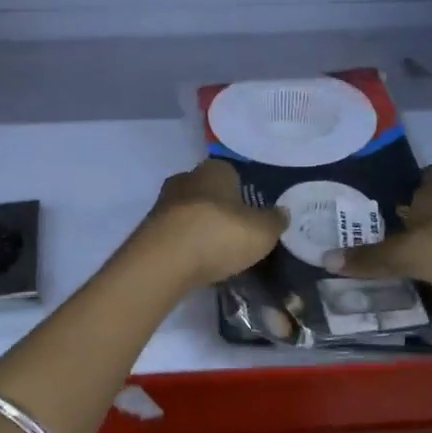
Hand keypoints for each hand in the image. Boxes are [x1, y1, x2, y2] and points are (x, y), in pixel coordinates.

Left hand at [138, 158, 288, 287]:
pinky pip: (175, 235)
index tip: (251, 214)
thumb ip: (274, 220)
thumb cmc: (220, 234)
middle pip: (208, 193)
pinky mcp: (149, 230)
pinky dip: (185, 246)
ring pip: (189, 214)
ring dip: (200, 229)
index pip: (232, 174)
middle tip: (236, 234)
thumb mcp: (262, 231)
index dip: (243, 193)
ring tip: (217, 254)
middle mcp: (186, 178)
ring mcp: (163, 204)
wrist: (166, 260)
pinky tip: (196, 263)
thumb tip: (282, 213)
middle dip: (219, 210)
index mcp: (215, 169)